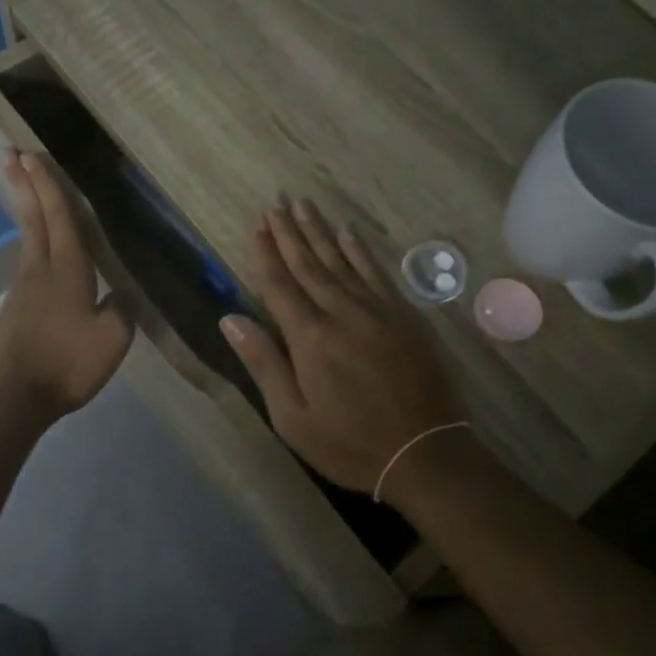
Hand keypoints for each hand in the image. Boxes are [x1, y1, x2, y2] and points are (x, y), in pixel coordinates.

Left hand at [0, 151, 133, 426]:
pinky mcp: (14, 309)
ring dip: (26, 210)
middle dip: (24, 185)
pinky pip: (26, 263)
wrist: (13, 398)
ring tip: (27, 190)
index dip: (47, 186)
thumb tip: (120, 293)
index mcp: (66, 270)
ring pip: (26, 240)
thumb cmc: (66, 364)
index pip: (58, 218)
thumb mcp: (112, 339)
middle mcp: (39, 270)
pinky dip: (30, 242)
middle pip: (32, 219)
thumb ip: (121, 309)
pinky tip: (39, 251)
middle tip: (10, 153)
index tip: (31, 156)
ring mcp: (22, 290)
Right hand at [220, 198, 463, 492]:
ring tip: (303, 204)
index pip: (279, 285)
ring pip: (341, 261)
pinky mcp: (404, 316)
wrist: (425, 454)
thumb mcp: (292, 416)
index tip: (258, 224)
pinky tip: (348, 233)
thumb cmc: (349, 443)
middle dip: (289, 232)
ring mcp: (377, 311)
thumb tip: (230, 319)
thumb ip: (263, 363)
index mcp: (309, 338)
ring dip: (319, 232)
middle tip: (276, 201)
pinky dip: (359, 251)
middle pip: (308, 264)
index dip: (266, 253)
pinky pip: (376, 273)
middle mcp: (341, 313)